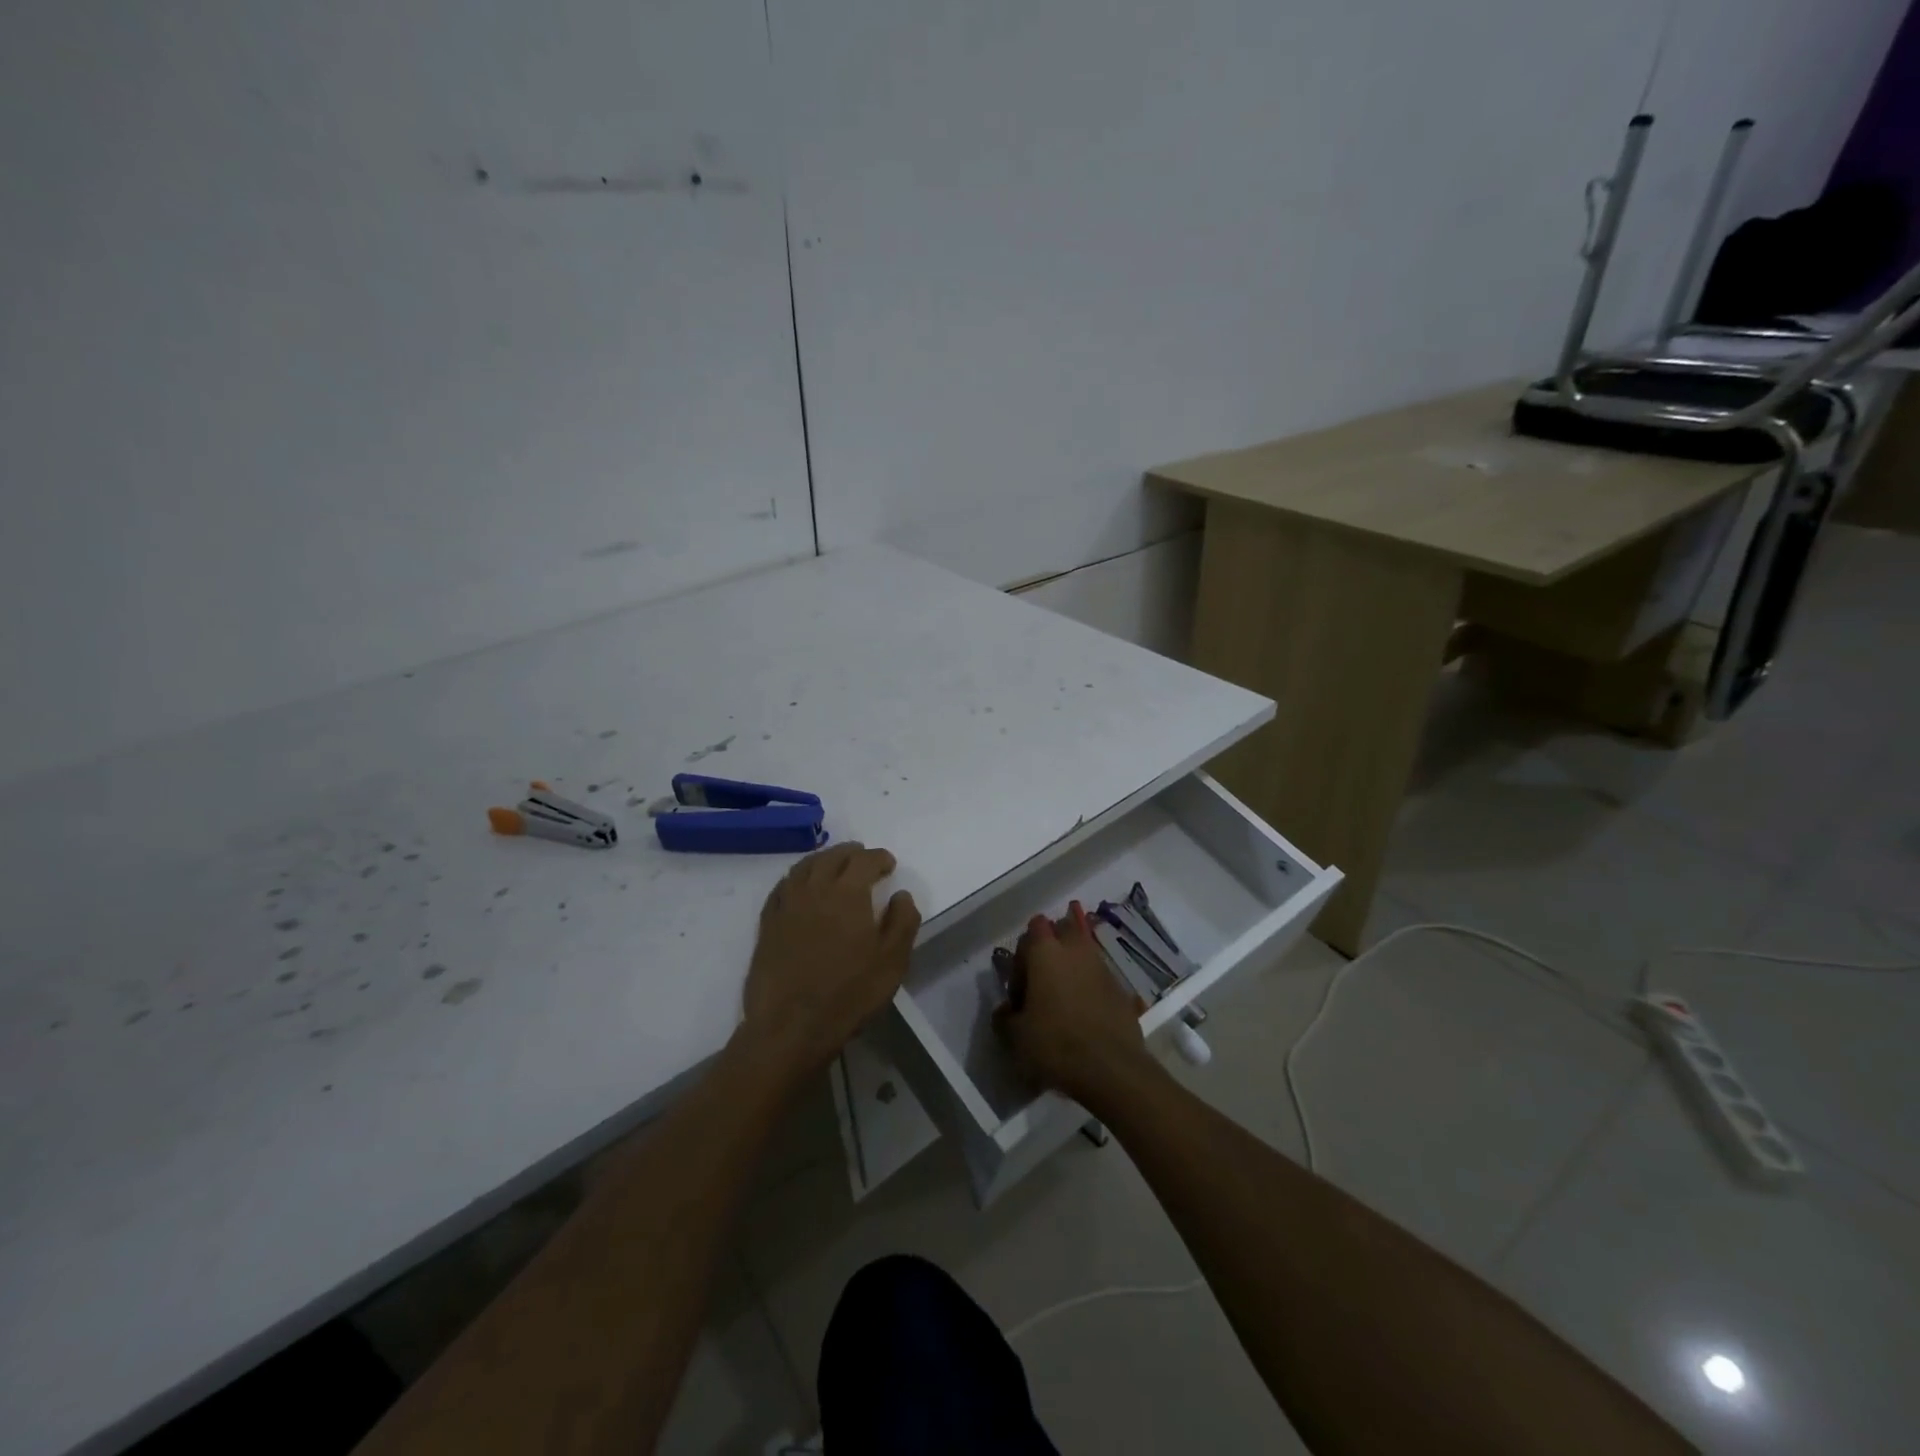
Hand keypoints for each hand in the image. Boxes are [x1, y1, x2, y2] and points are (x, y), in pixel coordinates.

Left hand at [740, 843, 919, 1079]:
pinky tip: (800, 886)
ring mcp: (786, 905)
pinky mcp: (767, 924)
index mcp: (848, 893)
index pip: (865, 860)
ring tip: (833, 864)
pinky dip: (796, 878)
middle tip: (863, 857)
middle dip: (850, 853)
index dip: (879, 858)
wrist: (790, 1027)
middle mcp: (814, 889)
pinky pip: (782, 887)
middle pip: (832, 857)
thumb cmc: (848, 994)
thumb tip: (901, 895)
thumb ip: (903, 922)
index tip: (889, 864)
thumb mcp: (892, 961)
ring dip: (822, 860)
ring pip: (804, 867)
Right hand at [993, 901, 1156, 1107]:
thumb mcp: (1016, 1037)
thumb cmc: (1056, 1044)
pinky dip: (1090, 988)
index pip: (1033, 928)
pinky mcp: (1121, 989)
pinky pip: (1099, 978)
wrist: (1112, 1069)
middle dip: (1051, 949)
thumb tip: (1005, 1010)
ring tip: (1063, 1003)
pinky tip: (1085, 1018)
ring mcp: (1102, 967)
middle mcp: (1076, 950)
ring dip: (1072, 969)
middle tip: (1042, 984)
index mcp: (1046, 951)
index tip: (1020, 989)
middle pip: (1063, 931)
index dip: (1022, 955)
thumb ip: (1004, 1018)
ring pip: (1083, 954)